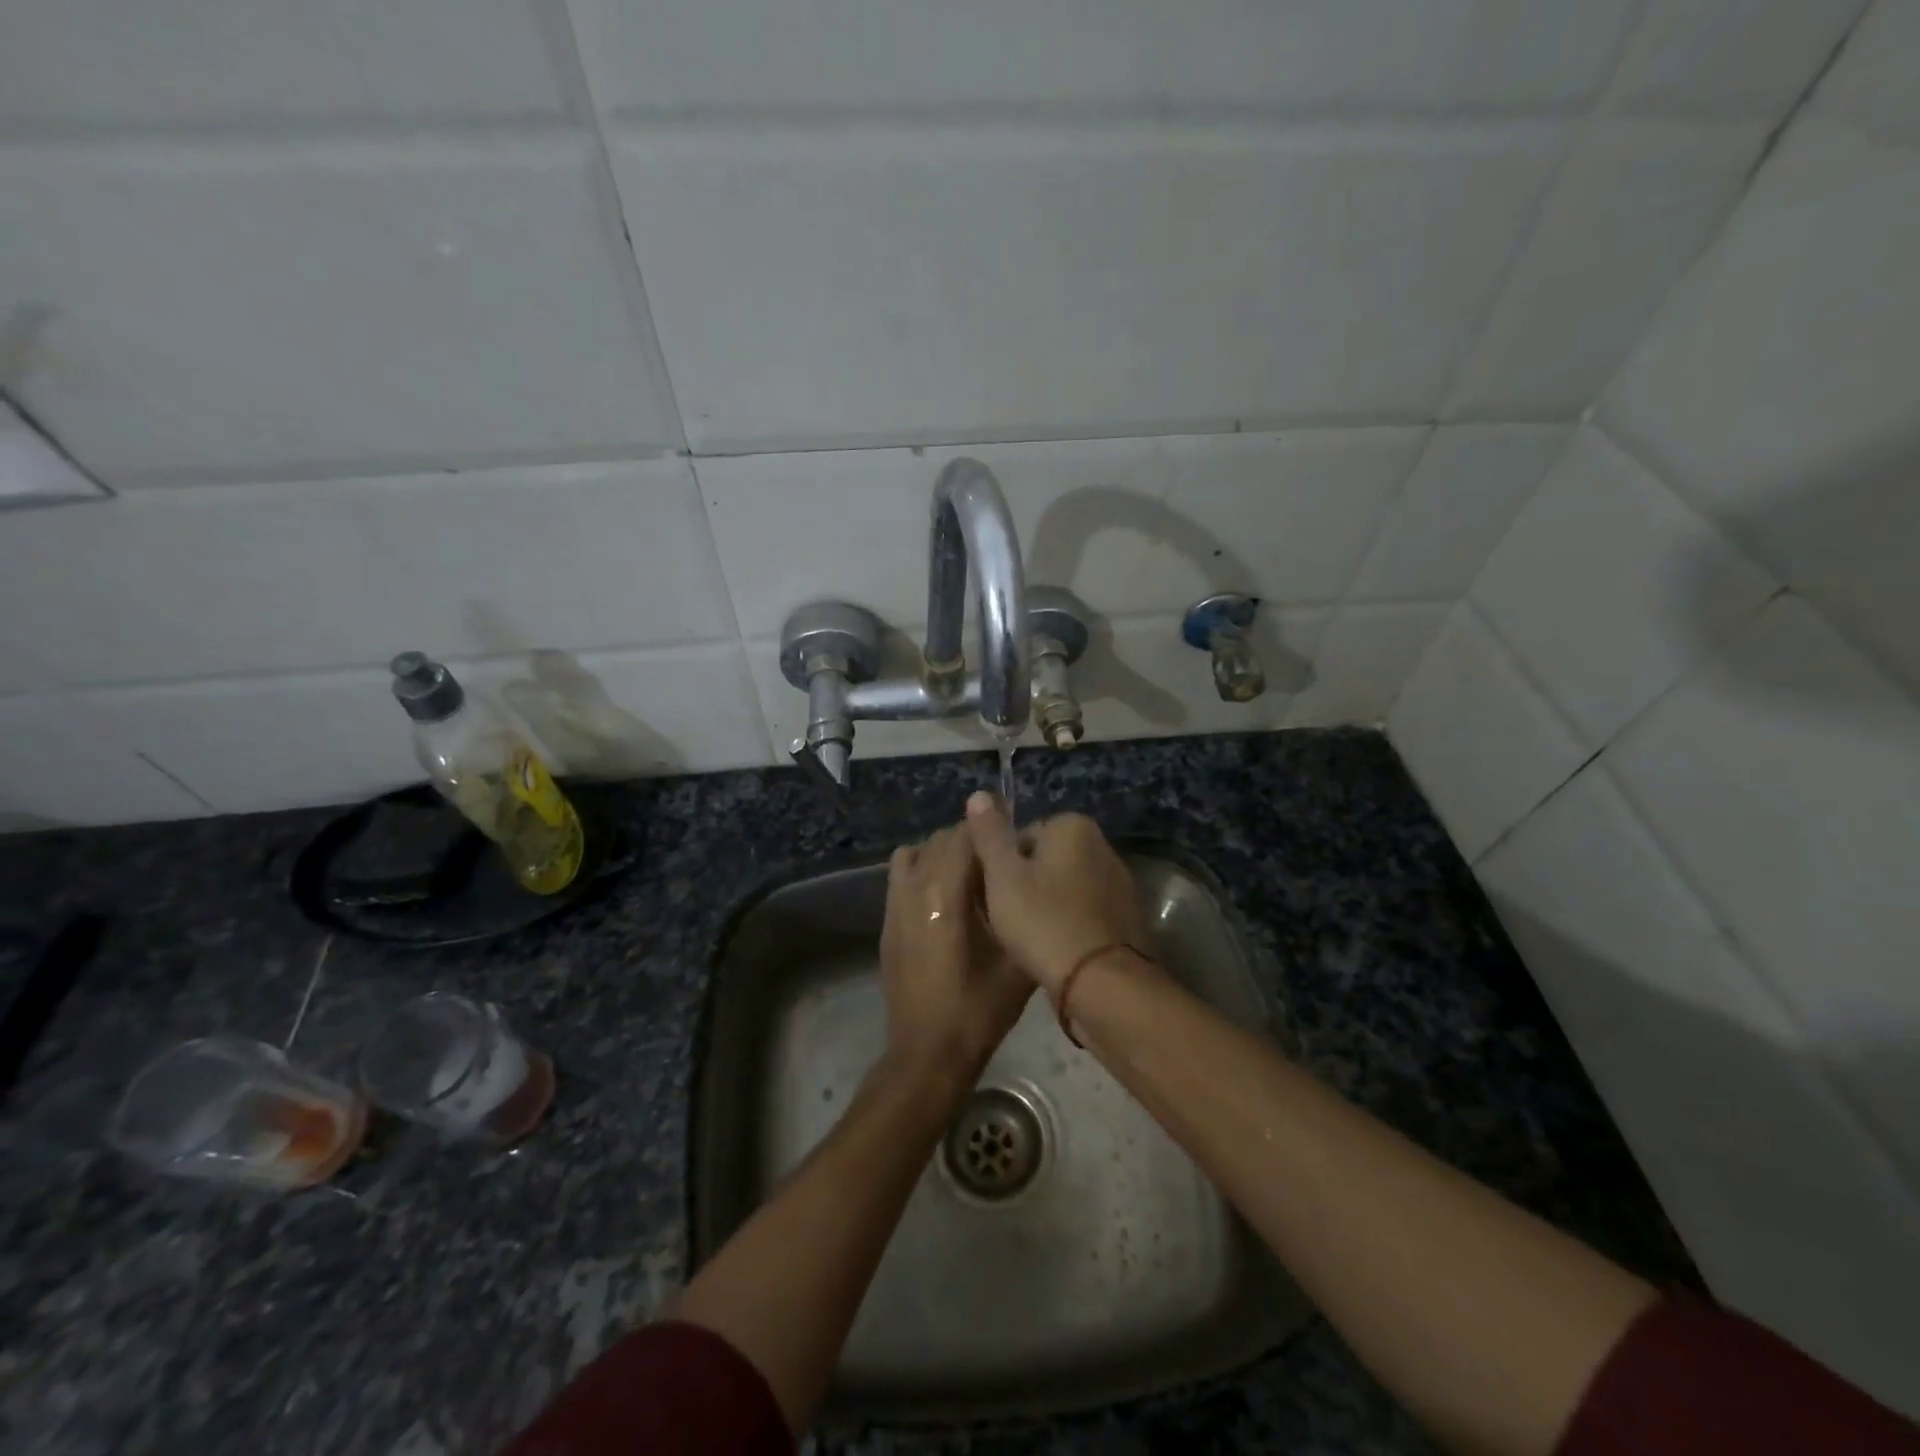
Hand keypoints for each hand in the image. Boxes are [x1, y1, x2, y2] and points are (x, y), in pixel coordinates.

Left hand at [878, 823, 1033, 1086]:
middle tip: (1001, 864)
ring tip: (971, 876)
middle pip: (941, 839)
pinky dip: (922, 868)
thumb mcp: (1016, 960)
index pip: (965, 835)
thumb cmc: (978, 1008)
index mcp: (945, 892)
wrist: (928, 1051)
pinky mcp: (887, 921)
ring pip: (918, 851)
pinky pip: (901, 873)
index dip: (991, 831)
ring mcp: (894, 903)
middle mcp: (914, 887)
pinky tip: (945, 896)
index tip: (1015, 843)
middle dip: (972, 841)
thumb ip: (1023, 911)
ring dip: (945, 852)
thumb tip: (1033, 879)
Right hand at [964, 792, 1147, 995]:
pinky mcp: (1127, 918)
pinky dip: (1070, 924)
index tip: (992, 894)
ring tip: (1028, 937)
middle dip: (1026, 884)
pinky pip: (1085, 912)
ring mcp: (1120, 883)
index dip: (1002, 865)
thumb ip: (990, 834)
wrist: (1100, 982)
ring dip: (1048, 905)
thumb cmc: (1043, 921)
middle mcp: (1103, 846)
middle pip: (1046, 860)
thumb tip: (979, 793)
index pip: (1022, 835)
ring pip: (1066, 887)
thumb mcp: (1003, 875)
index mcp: (1074, 826)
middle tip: (1006, 917)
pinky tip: (1055, 948)